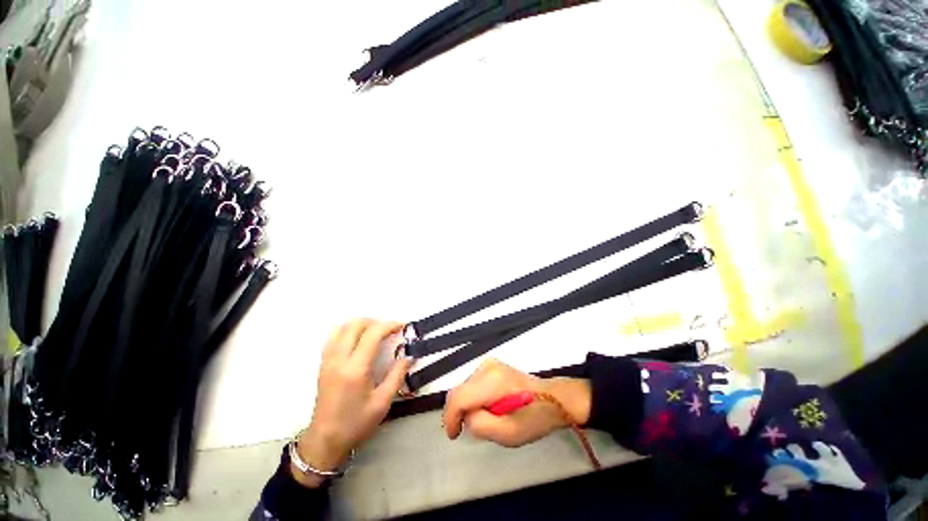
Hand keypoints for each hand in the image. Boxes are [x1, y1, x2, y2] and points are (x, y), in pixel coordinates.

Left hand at [293, 319, 411, 487]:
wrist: (324, 441)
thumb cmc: (356, 423)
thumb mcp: (382, 402)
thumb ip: (397, 375)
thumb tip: (409, 356)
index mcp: (355, 369)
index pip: (373, 334)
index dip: (389, 325)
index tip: (402, 326)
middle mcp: (339, 359)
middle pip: (355, 324)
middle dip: (375, 321)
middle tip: (389, 330)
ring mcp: (327, 360)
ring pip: (342, 327)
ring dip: (361, 324)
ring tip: (375, 332)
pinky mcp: (323, 364)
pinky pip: (333, 337)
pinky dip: (348, 331)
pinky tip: (358, 340)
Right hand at [443, 359, 591, 447]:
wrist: (551, 397)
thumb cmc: (533, 417)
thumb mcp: (509, 434)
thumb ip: (480, 426)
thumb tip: (466, 416)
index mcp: (492, 381)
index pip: (458, 396)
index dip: (450, 418)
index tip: (454, 434)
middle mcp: (486, 367)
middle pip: (459, 392)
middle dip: (462, 413)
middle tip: (479, 428)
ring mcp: (488, 363)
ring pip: (464, 389)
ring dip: (469, 406)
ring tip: (490, 416)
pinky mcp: (489, 365)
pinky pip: (471, 385)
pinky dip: (474, 398)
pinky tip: (490, 406)